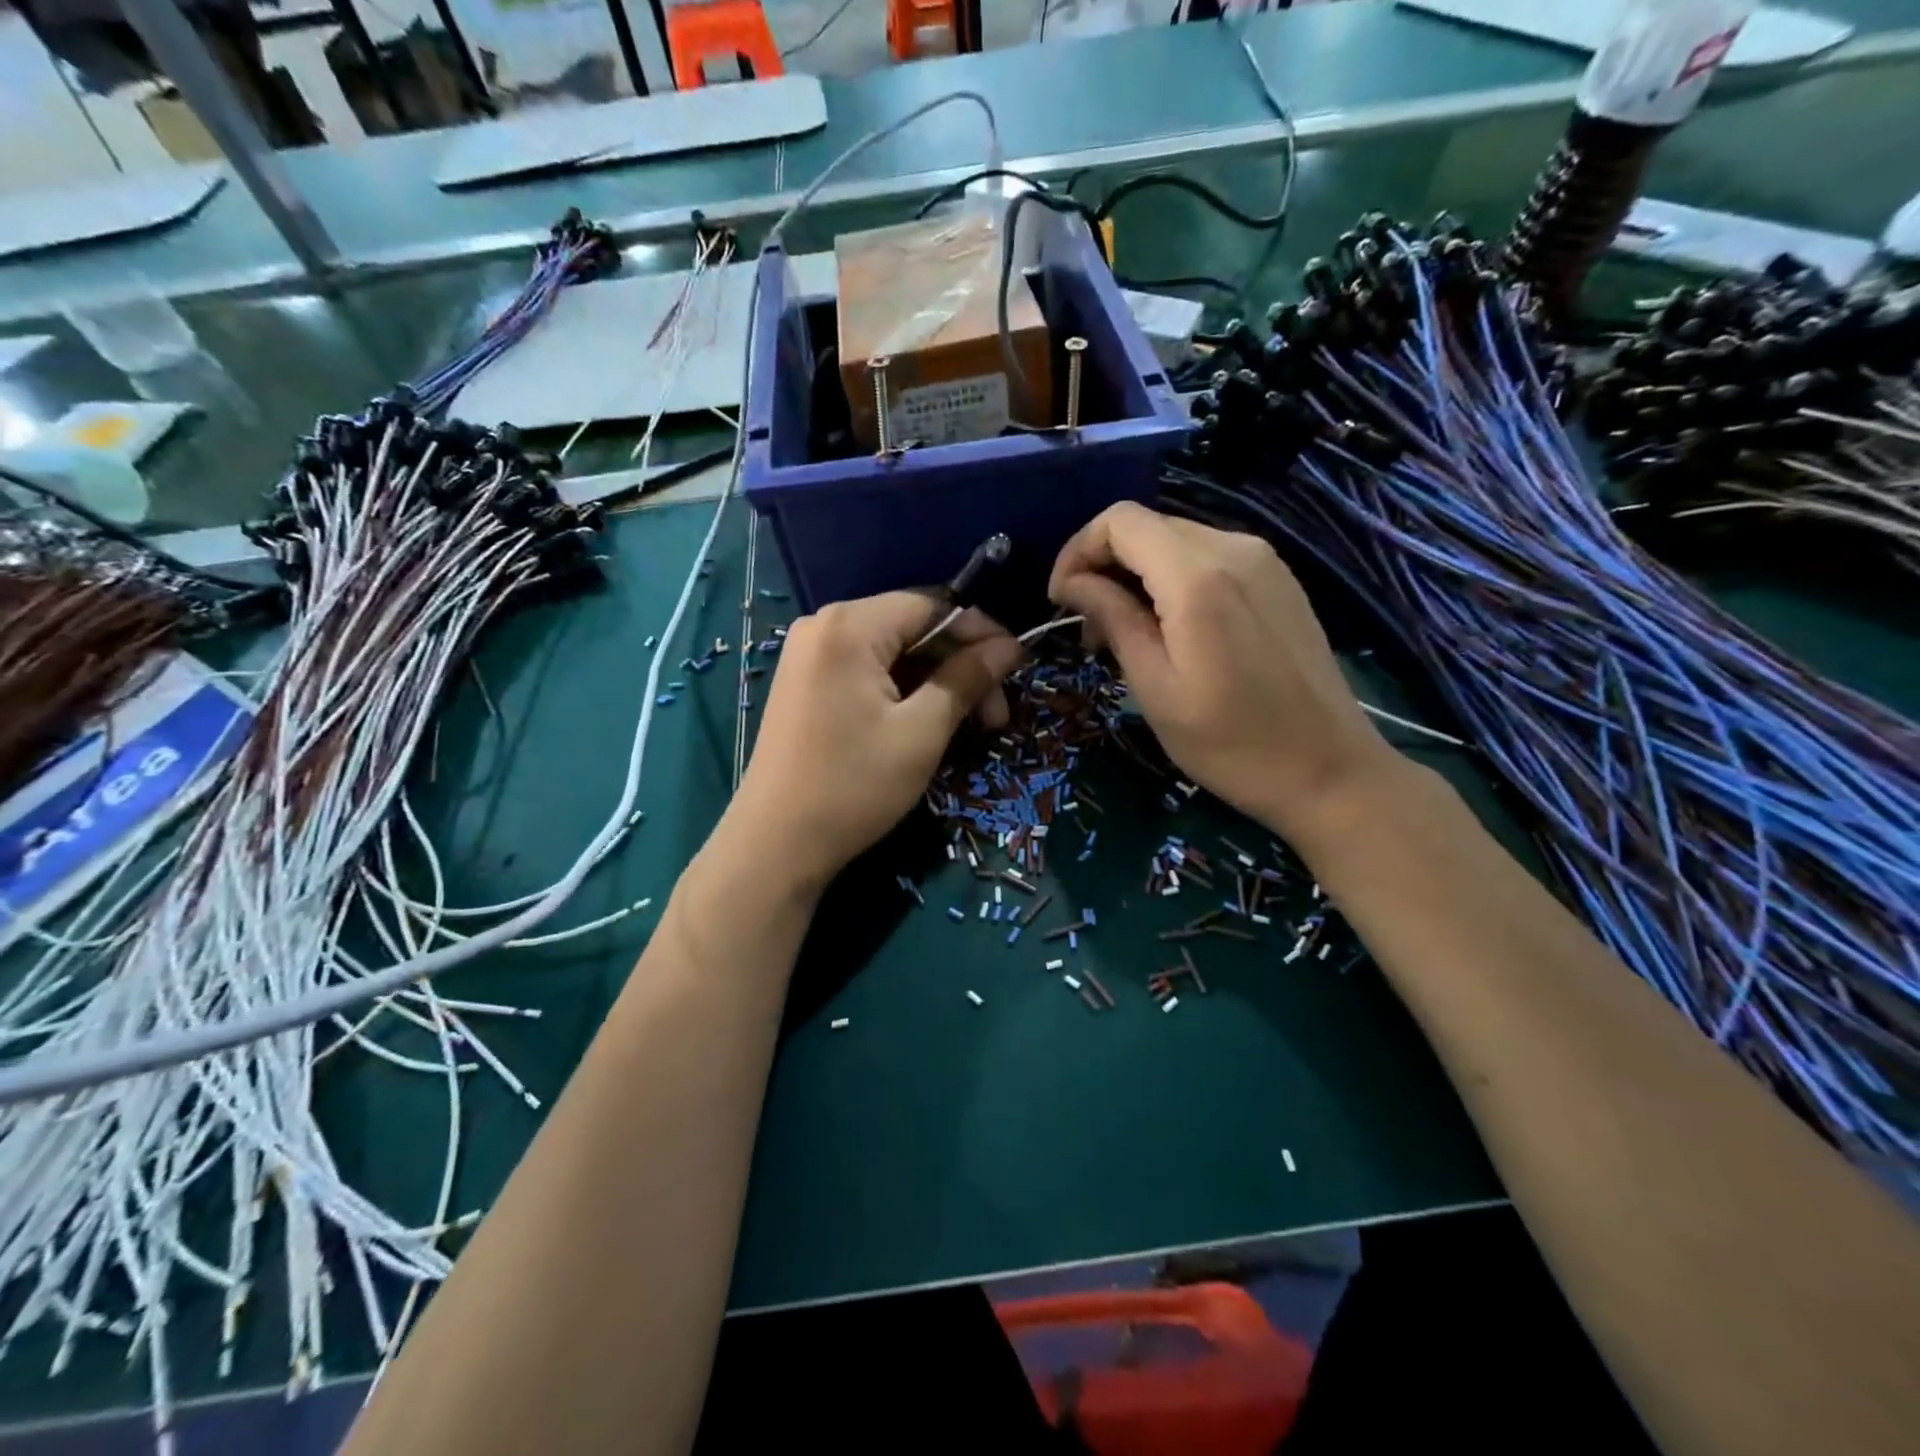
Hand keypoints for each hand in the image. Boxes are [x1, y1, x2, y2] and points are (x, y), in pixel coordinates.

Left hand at [727, 592, 1022, 892]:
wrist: (776, 844)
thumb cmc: (853, 786)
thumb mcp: (921, 732)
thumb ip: (966, 678)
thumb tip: (1011, 646)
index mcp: (849, 626)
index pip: (932, 605)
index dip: (980, 632)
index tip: (1016, 667)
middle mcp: (823, 625)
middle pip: (912, 627)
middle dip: (959, 665)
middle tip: (995, 715)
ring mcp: (809, 654)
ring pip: (893, 652)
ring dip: (935, 681)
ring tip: (968, 725)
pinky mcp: (805, 683)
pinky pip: (867, 670)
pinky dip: (903, 690)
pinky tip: (926, 721)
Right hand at [1048, 503, 1395, 845]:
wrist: (1330, 771)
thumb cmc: (1231, 744)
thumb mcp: (1155, 689)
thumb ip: (1114, 620)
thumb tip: (1074, 583)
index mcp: (1198, 576)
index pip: (1119, 521)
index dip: (1077, 551)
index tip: (1061, 601)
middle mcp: (1235, 549)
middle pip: (1147, 526)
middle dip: (1104, 565)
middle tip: (1089, 628)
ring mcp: (1264, 561)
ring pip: (1176, 541)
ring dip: (1137, 575)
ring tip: (1125, 634)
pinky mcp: (1279, 580)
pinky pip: (1210, 558)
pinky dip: (1173, 580)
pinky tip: (1172, 629)